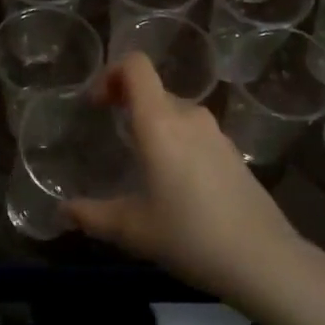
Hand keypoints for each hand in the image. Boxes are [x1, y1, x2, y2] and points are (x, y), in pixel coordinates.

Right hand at [65, 55, 316, 308]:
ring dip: (153, 124)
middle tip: (109, 135)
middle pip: (153, 90)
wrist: (262, 258)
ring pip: (176, 112)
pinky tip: (175, 184)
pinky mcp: (234, 153)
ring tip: (140, 162)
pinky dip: (177, 142)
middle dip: (127, 103)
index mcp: (160, 123)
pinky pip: (196, 133)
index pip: (136, 66)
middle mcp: (190, 117)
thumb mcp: (132, 230)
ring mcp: (216, 133)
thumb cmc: (189, 236)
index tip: (96, 104)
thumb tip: (62, 211)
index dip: (111, 74)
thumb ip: (92, 216)